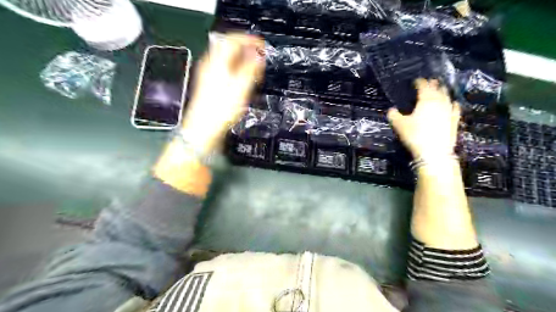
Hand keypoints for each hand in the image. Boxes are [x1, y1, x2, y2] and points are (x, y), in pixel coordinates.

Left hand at [180, 34, 262, 154]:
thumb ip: (251, 68)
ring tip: (254, 69)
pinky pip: (224, 69)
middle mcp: (210, 64)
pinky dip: (236, 69)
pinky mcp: (209, 84)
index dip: (249, 39)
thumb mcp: (241, 87)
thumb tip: (258, 55)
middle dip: (246, 49)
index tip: (261, 45)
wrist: (204, 128)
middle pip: (228, 47)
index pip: (233, 39)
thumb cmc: (221, 109)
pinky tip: (242, 79)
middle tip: (259, 57)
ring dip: (241, 59)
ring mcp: (208, 74)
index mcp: (217, 62)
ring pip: (226, 58)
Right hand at [388, 79, 460, 158]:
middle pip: (437, 90)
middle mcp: (439, 102)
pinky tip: (454, 103)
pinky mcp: (454, 121)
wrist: (434, 151)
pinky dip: (453, 104)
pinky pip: (454, 109)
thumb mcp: (399, 125)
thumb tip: (391, 110)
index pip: (423, 87)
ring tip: (441, 89)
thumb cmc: (415, 135)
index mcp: (425, 100)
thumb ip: (394, 115)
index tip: (416, 81)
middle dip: (433, 84)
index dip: (420, 82)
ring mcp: (448, 111)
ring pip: (447, 97)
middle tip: (430, 81)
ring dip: (443, 92)